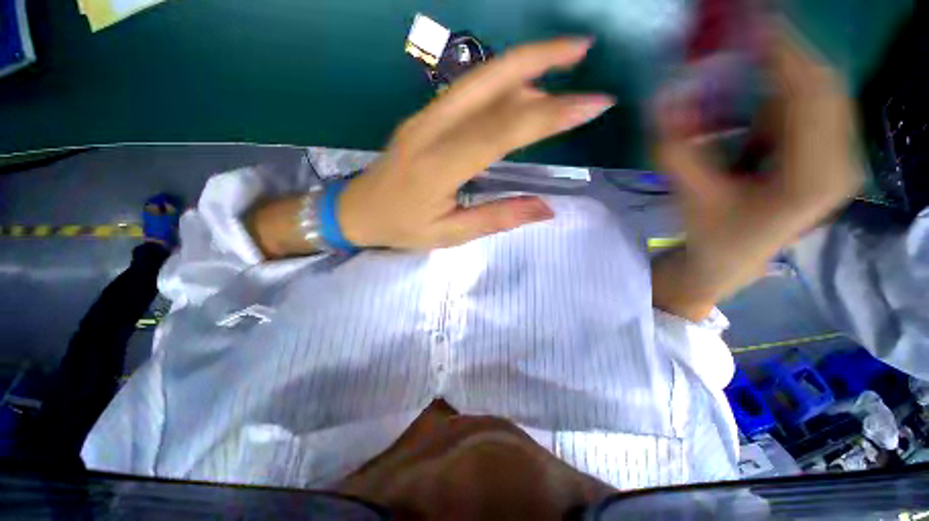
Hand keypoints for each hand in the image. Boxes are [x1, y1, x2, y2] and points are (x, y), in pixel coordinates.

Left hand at [338, 39, 614, 248]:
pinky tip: (523, 88)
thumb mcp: (450, 234)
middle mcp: (431, 130)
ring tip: (563, 62)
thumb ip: (497, 219)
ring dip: (523, 64)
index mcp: (439, 166)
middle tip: (582, 50)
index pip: (502, 131)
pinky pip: (467, 92)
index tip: (592, 103)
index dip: (549, 115)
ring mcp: (424, 117)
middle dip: (539, 59)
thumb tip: (546, 209)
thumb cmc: (402, 227)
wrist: (358, 210)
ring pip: (478, 80)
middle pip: (489, 82)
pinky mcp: (423, 116)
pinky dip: (501, 83)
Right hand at [651, 29, 863, 319]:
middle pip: (822, 82)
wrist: (730, 262)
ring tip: (742, 55)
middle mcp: (841, 161)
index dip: (779, 47)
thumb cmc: (712, 236)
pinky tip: (755, 91)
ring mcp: (839, 157)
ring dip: (781, 68)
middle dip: (781, 50)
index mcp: (813, 176)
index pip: (808, 91)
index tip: (747, 16)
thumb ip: (675, 148)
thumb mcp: (689, 195)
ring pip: (820, 91)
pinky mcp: (827, 154)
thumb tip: (662, 96)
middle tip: (738, 29)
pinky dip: (783, 88)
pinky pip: (812, 106)